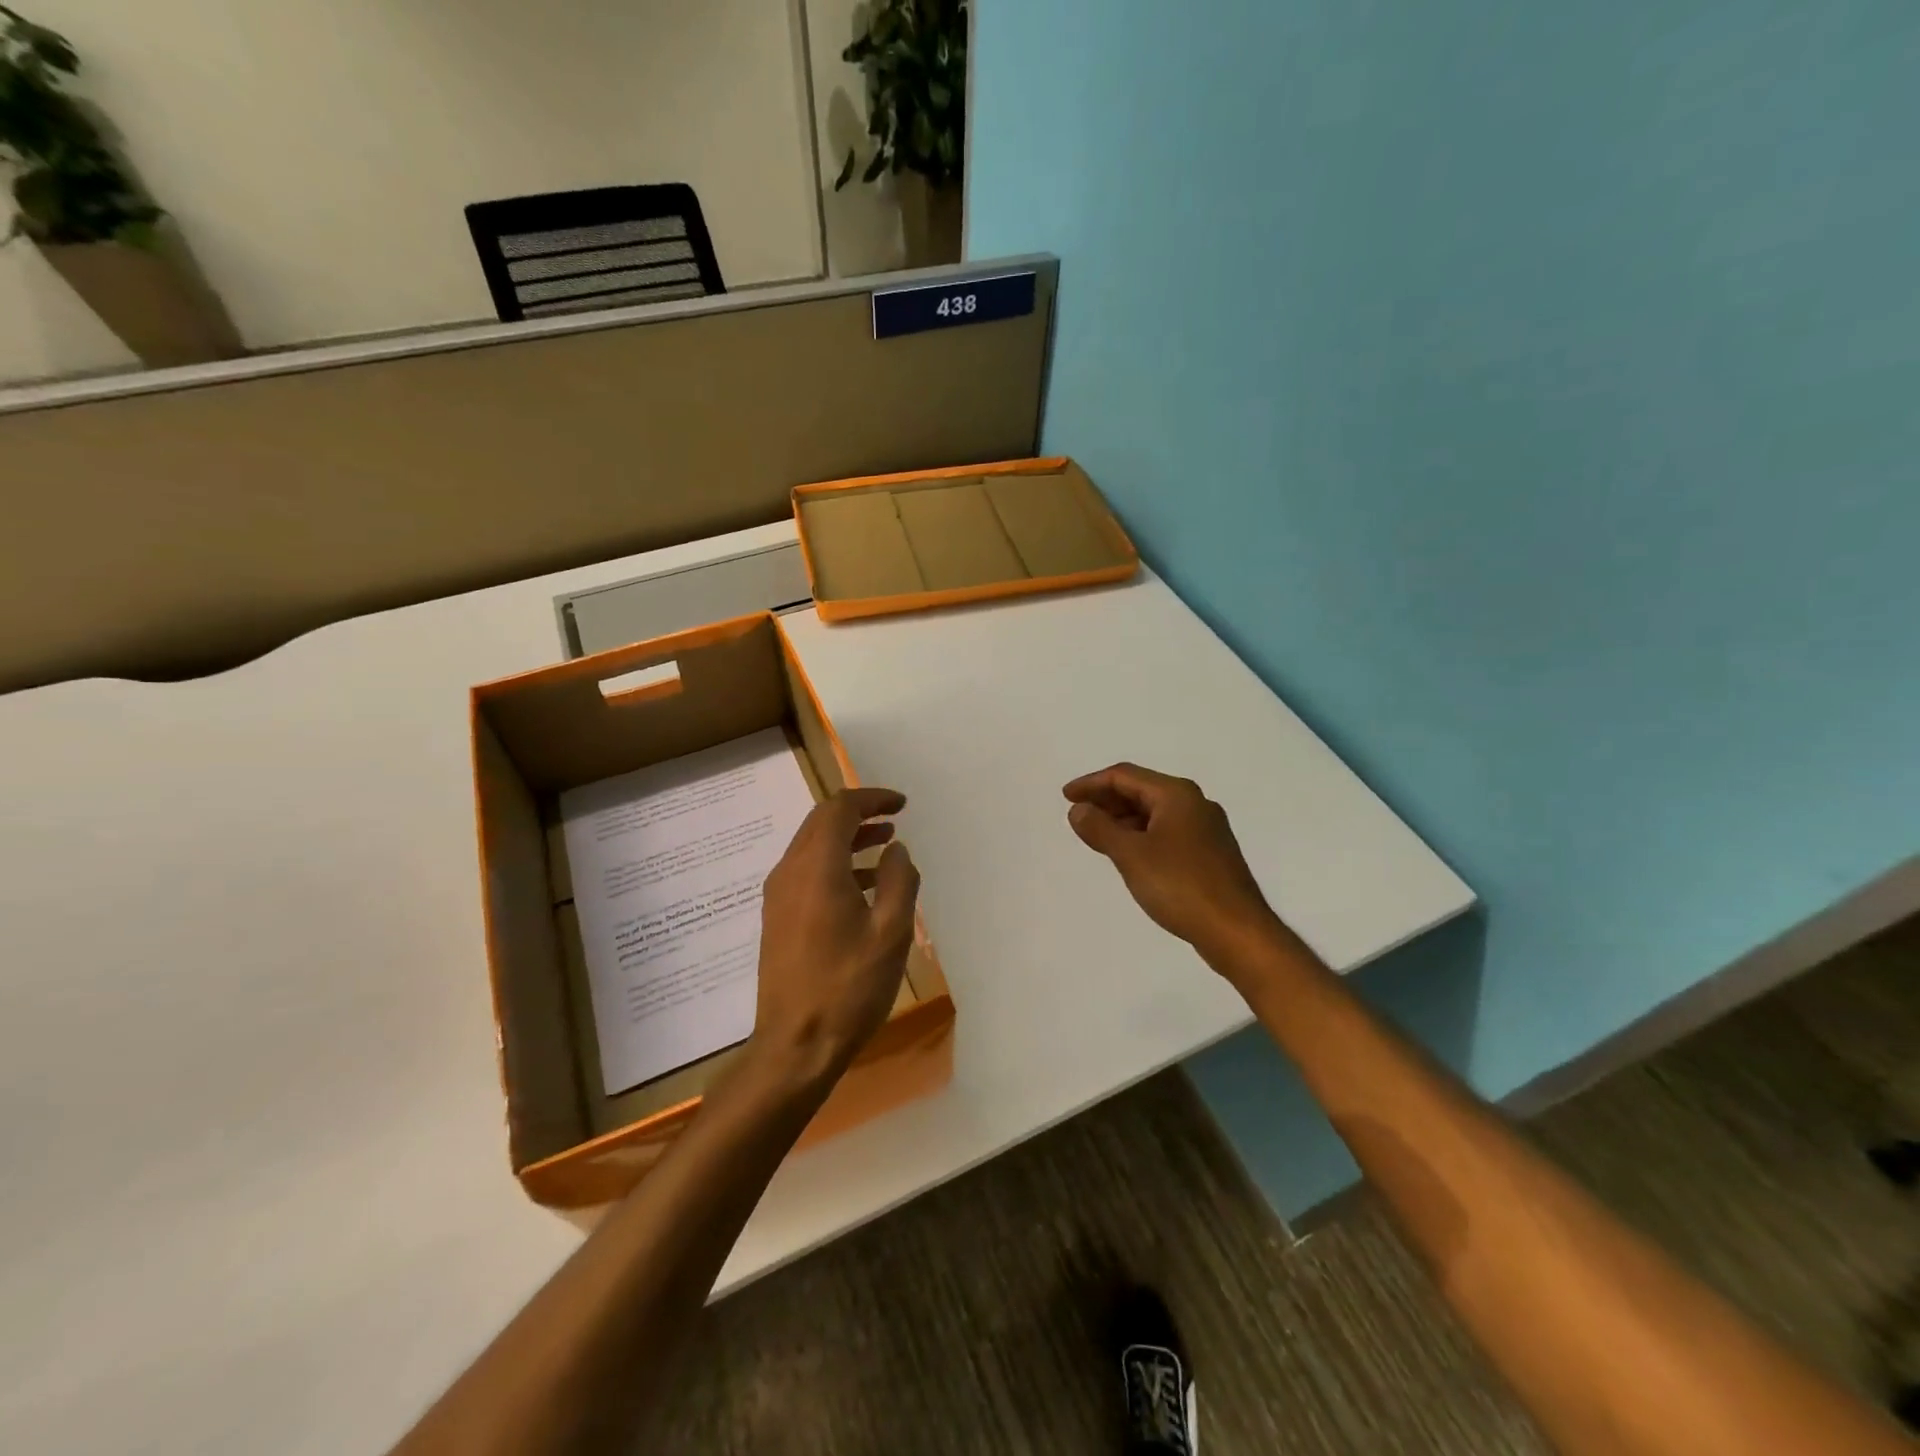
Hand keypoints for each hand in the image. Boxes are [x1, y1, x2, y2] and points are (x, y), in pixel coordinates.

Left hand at [750, 787, 920, 1092]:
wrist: (795, 1046)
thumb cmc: (848, 987)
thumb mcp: (891, 933)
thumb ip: (899, 881)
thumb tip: (896, 849)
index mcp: (817, 868)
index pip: (839, 809)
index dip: (871, 799)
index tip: (901, 805)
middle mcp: (790, 872)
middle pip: (821, 822)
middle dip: (858, 814)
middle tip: (894, 819)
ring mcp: (778, 896)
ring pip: (812, 846)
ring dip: (847, 838)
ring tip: (884, 846)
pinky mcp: (777, 917)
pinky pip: (806, 871)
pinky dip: (835, 863)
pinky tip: (863, 887)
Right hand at [1063, 763, 1280, 970]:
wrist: (1236, 931)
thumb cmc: (1180, 886)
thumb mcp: (1131, 855)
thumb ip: (1100, 828)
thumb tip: (1079, 810)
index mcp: (1176, 795)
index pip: (1124, 776)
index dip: (1091, 784)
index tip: (1065, 797)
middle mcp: (1194, 804)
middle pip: (1141, 791)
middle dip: (1106, 800)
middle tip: (1077, 815)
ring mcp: (1206, 829)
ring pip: (1154, 813)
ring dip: (1123, 819)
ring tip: (1096, 835)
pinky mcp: (1209, 854)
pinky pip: (1166, 832)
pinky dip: (1141, 836)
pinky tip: (1128, 855)